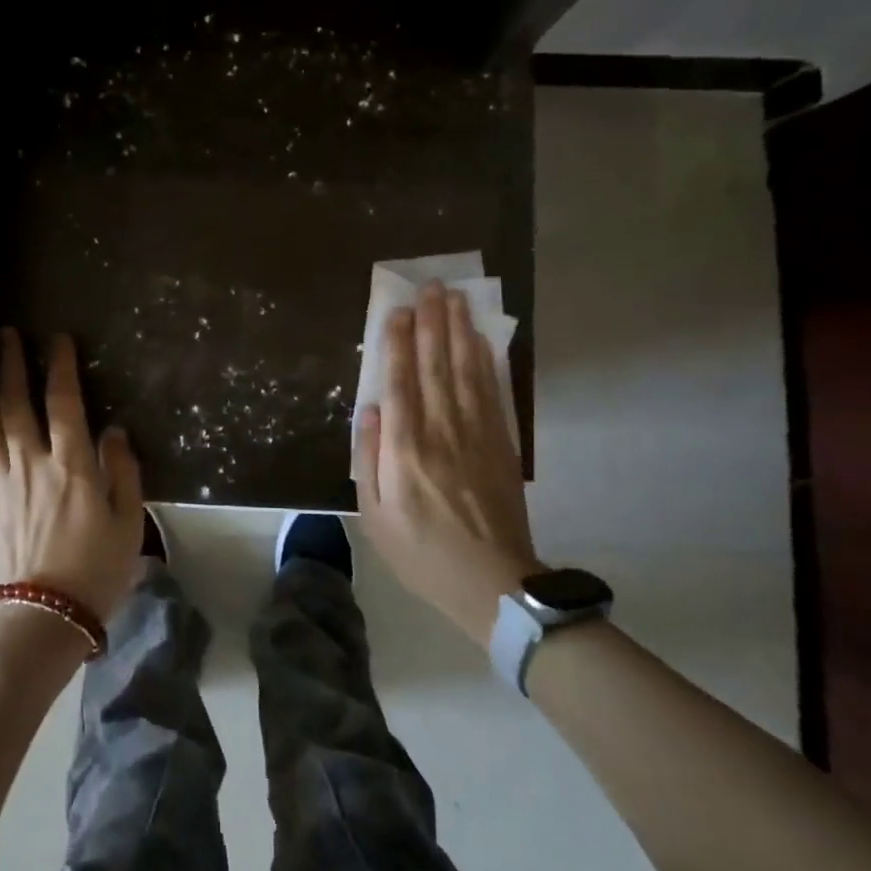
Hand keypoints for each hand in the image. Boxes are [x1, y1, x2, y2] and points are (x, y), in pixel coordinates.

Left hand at [0, 329, 144, 631]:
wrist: (41, 619)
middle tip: (5, 334)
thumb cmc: (95, 571)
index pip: (64, 402)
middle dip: (11, 363)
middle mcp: (31, 463)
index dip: (59, 366)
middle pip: (16, 402)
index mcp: (72, 465)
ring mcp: (0, 481)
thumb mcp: (128, 523)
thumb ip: (123, 472)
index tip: (56, 339)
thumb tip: (113, 431)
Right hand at [354, 281, 542, 644]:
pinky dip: (485, 362)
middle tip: (431, 286)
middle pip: (436, 367)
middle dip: (432, 323)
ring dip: (459, 331)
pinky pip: (491, 393)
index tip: (398, 310)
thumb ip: (369, 458)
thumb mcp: (375, 517)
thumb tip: (371, 409)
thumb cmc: (421, 552)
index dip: (398, 344)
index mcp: (405, 450)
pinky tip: (480, 340)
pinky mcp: (501, 444)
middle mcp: (441, 432)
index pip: (400, 383)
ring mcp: (476, 436)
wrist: (493, 584)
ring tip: (454, 298)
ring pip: (466, 371)